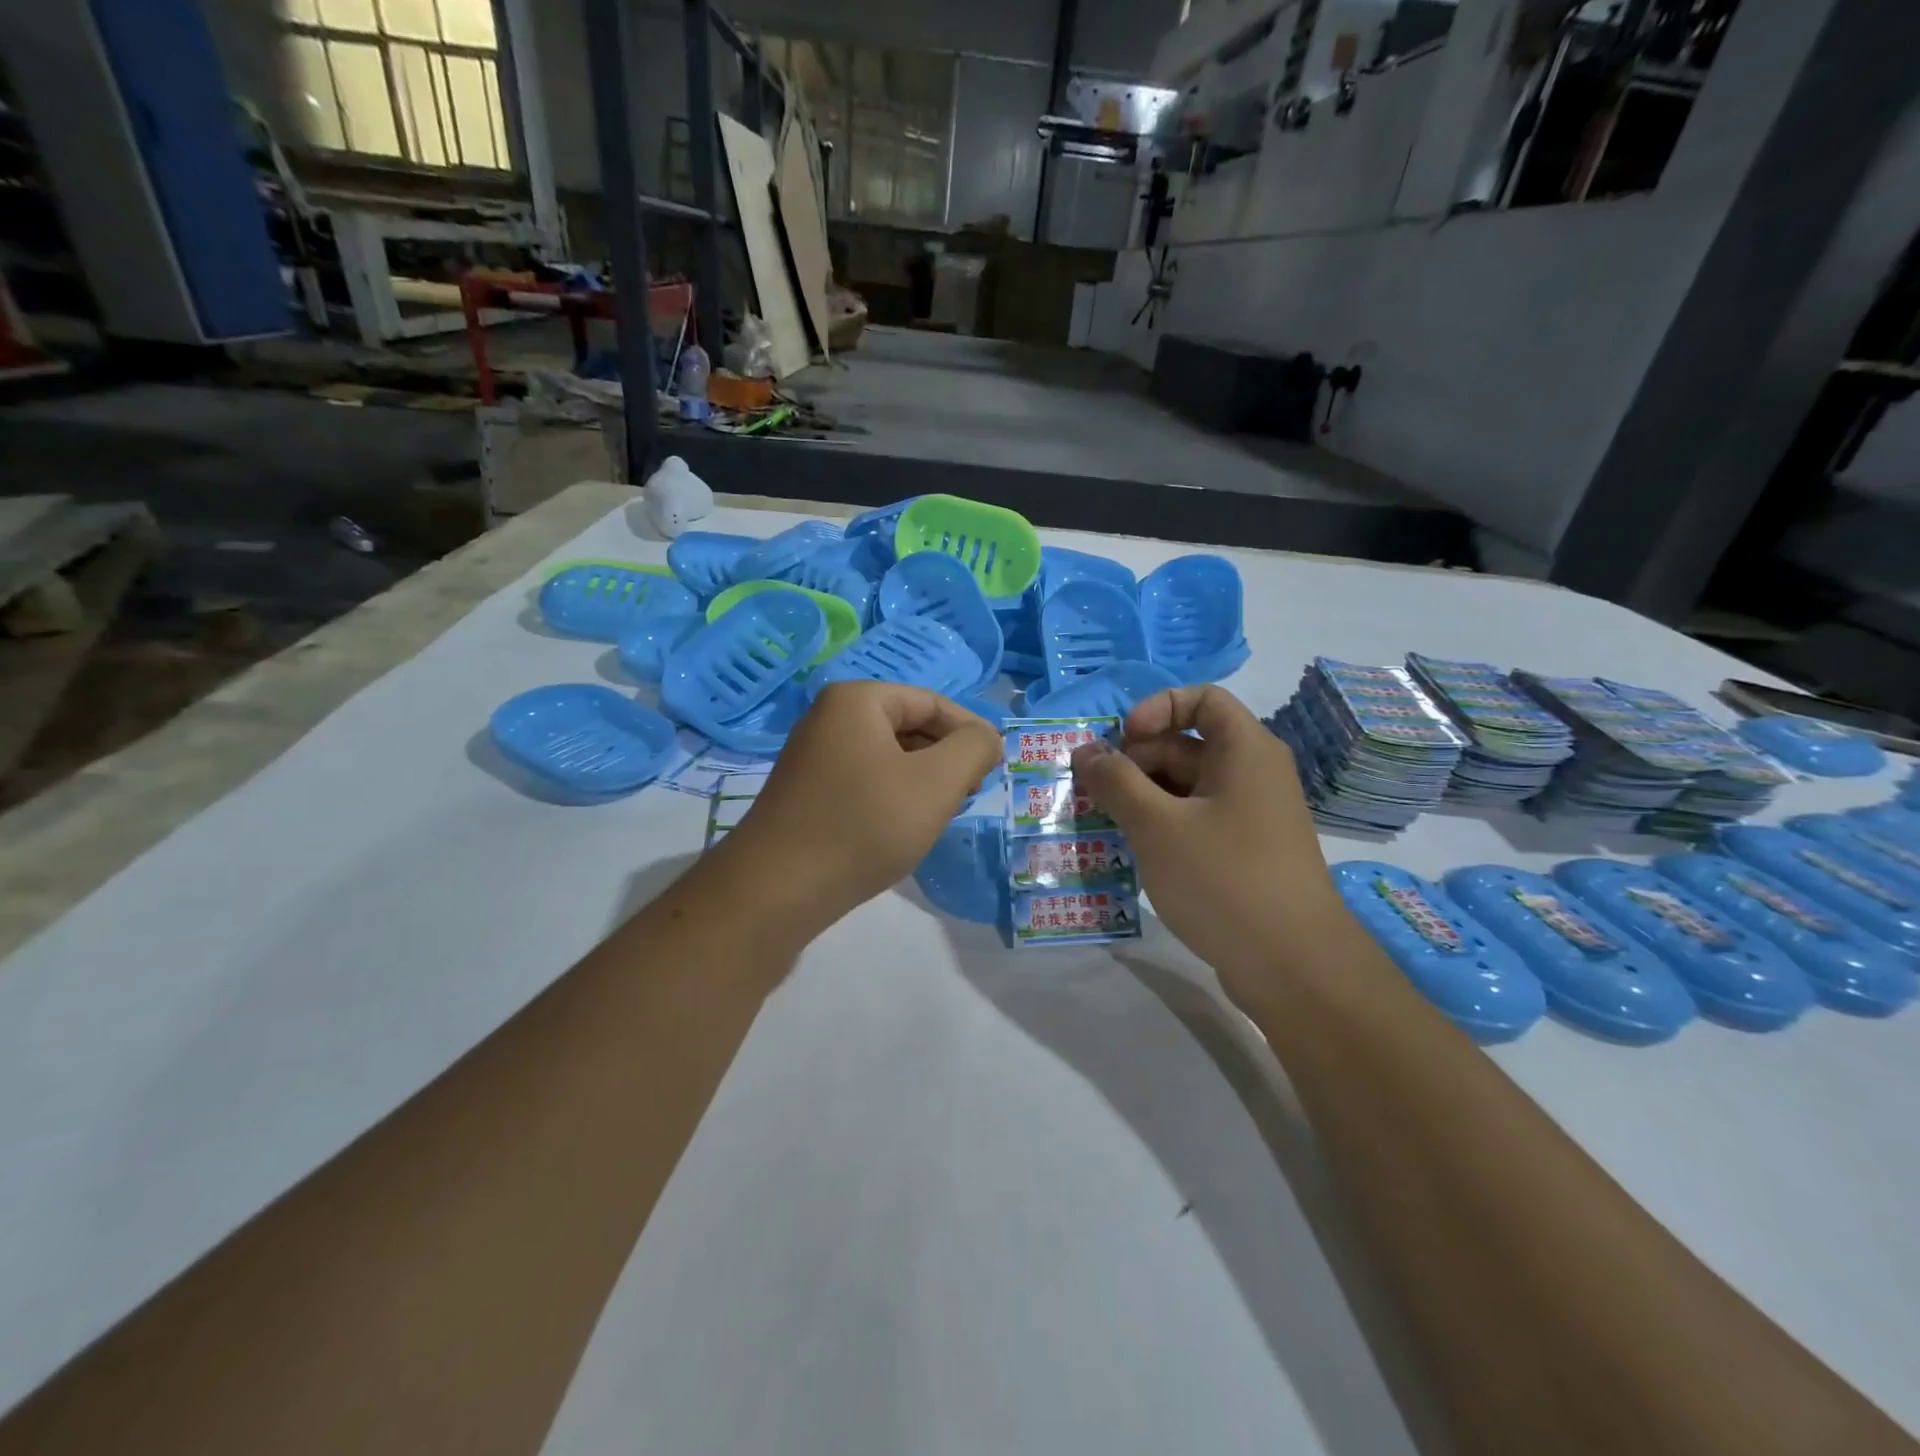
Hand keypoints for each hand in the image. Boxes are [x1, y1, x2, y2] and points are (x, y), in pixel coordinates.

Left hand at [715, 682, 1001, 943]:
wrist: (776, 890)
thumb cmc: (863, 826)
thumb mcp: (937, 783)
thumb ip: (974, 748)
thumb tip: (986, 737)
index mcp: (856, 700)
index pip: (933, 702)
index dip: (971, 732)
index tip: (994, 769)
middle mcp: (829, 718)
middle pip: (910, 726)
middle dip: (946, 758)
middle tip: (969, 795)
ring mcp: (813, 755)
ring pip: (889, 757)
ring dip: (922, 780)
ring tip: (939, 815)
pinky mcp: (808, 791)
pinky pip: (866, 780)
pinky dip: (893, 796)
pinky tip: (902, 827)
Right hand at [1070, 686, 1353, 1009]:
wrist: (1294, 967)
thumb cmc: (1224, 879)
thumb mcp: (1157, 826)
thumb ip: (1116, 782)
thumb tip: (1086, 752)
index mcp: (1244, 750)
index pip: (1202, 699)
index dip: (1157, 709)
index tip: (1122, 742)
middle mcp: (1252, 774)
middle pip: (1186, 745)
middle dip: (1135, 761)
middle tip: (1093, 793)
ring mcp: (1250, 816)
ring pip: (1186, 788)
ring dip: (1141, 798)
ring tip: (1102, 824)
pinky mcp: (1244, 853)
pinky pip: (1195, 821)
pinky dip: (1161, 826)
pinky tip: (1131, 851)